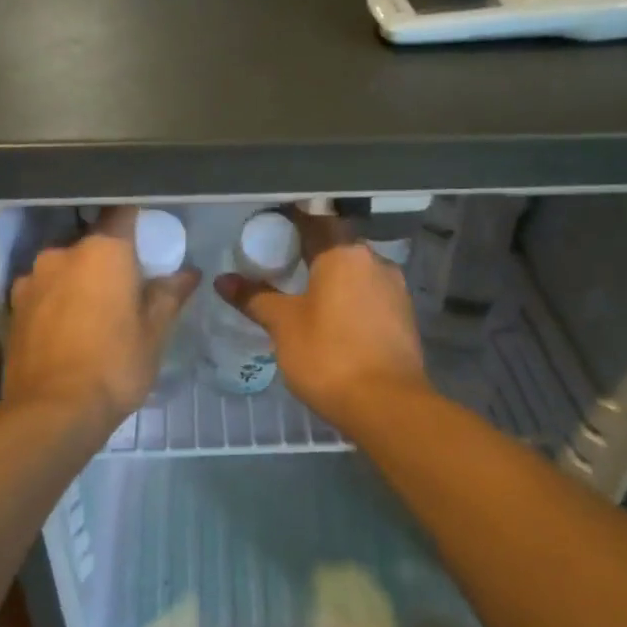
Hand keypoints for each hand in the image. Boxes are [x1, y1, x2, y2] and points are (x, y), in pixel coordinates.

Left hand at [4, 208, 199, 429]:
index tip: (150, 238)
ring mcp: (31, 280)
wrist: (52, 412)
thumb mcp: (155, 333)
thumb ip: (170, 295)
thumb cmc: (115, 365)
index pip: (123, 213)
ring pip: (64, 269)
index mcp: (103, 251)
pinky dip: (56, 302)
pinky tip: (67, 331)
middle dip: (109, 260)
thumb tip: (189, 273)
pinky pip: (43, 292)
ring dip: (79, 282)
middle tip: (127, 289)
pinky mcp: (12, 307)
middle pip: (92, 244)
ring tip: (94, 315)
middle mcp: (62, 254)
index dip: (138, 221)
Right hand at [215, 212, 429, 434]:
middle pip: (338, 244)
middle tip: (280, 262)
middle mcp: (375, 260)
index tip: (269, 227)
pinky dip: (349, 297)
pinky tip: (333, 316)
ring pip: (356, 271)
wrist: (386, 405)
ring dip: (333, 276)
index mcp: (344, 253)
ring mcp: (395, 289)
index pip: (314, 221)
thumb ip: (254, 298)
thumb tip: (223, 280)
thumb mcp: (283, 325)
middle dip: (311, 250)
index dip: (290, 221)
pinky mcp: (404, 316)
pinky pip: (369, 294)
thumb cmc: (328, 356)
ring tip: (304, 291)